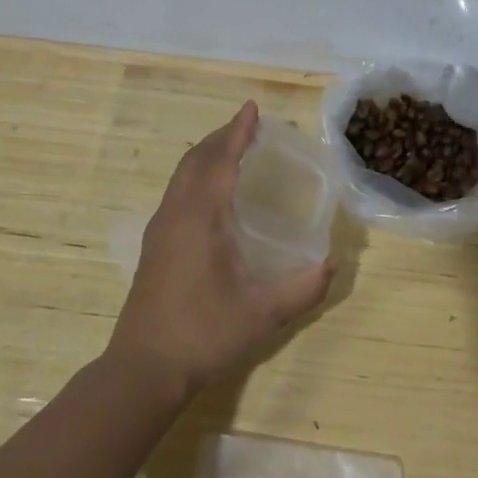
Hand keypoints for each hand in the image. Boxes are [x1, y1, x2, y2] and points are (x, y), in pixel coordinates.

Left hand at [108, 101, 332, 404]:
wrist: (144, 369)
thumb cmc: (204, 333)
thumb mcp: (263, 313)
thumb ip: (303, 288)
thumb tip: (333, 266)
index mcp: (200, 217)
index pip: (220, 160)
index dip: (238, 132)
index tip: (252, 108)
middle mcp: (176, 213)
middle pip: (196, 159)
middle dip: (221, 137)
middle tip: (248, 127)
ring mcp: (161, 230)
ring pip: (182, 176)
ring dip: (206, 155)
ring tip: (232, 151)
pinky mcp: (155, 247)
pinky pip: (177, 193)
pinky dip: (196, 176)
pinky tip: (212, 196)